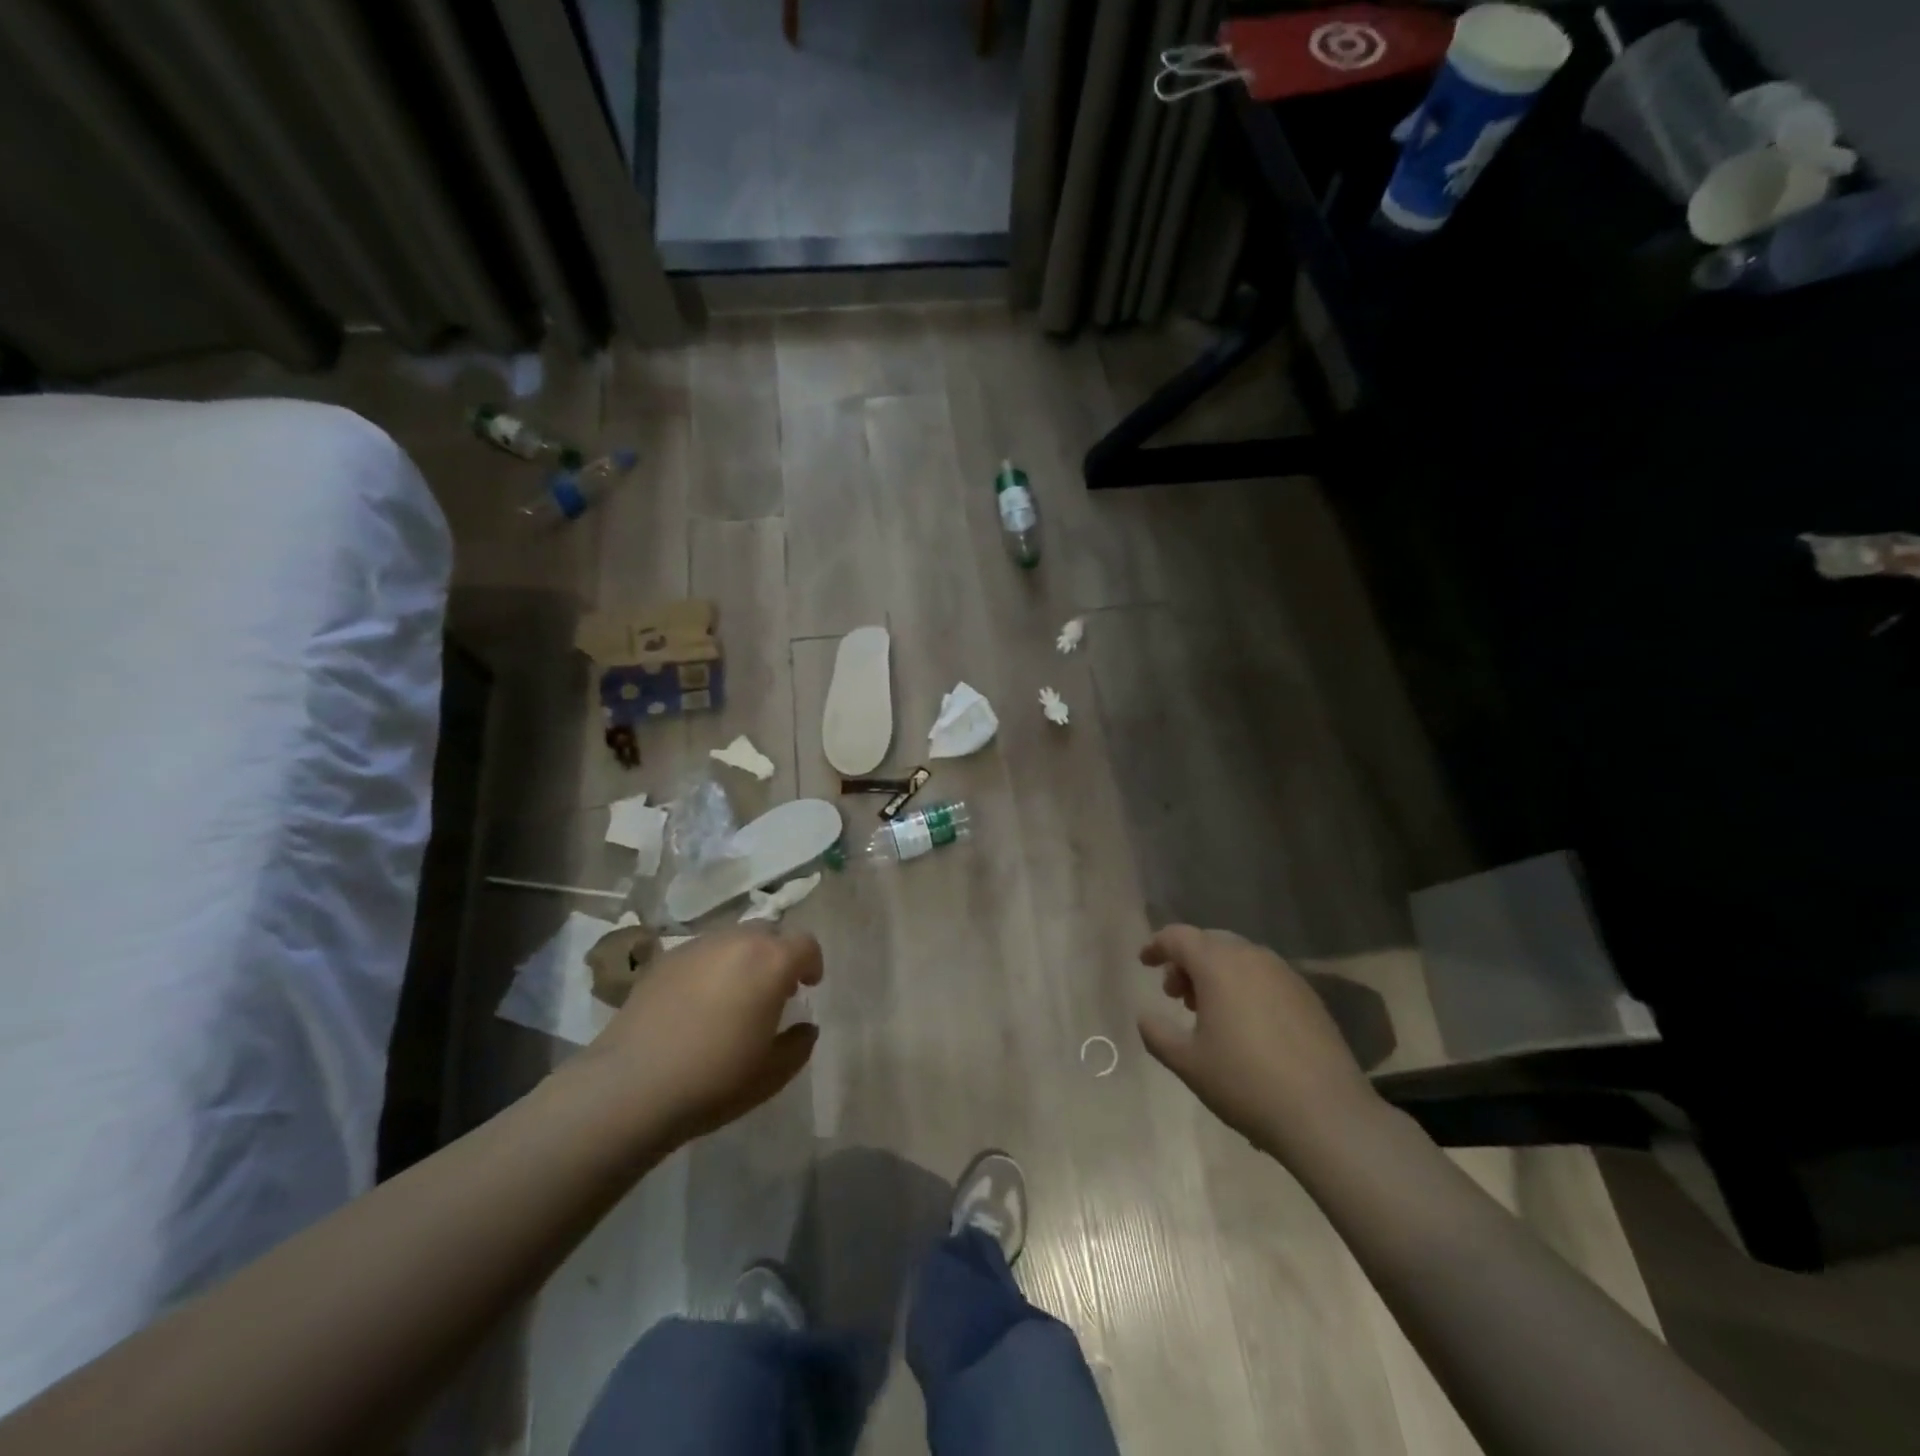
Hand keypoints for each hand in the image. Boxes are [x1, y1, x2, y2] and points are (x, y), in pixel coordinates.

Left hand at [580, 928, 822, 1144]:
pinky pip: (701, 954)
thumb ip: (799, 1044)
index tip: (808, 987)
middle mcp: (736, 941)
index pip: (805, 944)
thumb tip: (805, 1027)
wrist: (631, 1087)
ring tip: (734, 997)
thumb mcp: (773, 1073)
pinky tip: (698, 1004)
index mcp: (771, 962)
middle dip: (778, 956)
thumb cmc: (715, 1079)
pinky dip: (710, 968)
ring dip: (743, 960)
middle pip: (769, 933)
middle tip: (774, 991)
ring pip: (733, 940)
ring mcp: (696, 947)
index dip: (812, 963)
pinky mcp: (663, 960)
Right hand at [1137, 925, 1378, 1159]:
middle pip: (1210, 942)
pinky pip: (1265, 976)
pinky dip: (1244, 986)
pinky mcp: (1309, 997)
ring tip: (1208, 1011)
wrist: (1327, 1115)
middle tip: (1175, 994)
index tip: (1144, 962)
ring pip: (1240, 958)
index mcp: (1218, 965)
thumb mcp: (1188, 1063)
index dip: (1157, 945)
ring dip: (1216, 974)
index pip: (1179, 937)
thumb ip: (1157, 1034)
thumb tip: (1145, 1017)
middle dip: (1187, 961)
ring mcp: (1285, 975)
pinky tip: (1245, 1024)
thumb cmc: (1245, 1083)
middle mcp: (1252, 958)